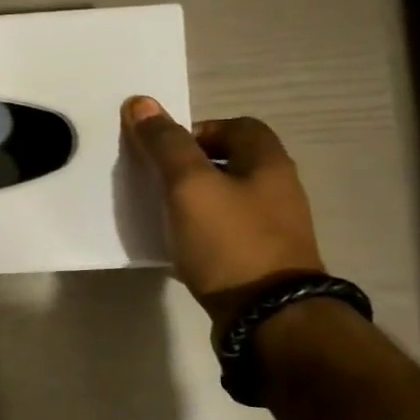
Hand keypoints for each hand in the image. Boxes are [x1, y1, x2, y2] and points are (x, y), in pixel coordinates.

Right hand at [122, 96, 323, 335]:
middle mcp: (279, 191)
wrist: (268, 316)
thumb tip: (141, 102)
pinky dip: (203, 233)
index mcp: (269, 163)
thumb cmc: (229, 241)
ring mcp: (275, 230)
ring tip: (164, 215)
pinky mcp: (263, 262)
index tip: (167, 152)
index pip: (238, 126)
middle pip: (232, 163)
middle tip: (159, 182)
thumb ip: (165, 144)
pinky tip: (181, 248)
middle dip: (193, 167)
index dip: (199, 130)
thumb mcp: (189, 185)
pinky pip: (228, 233)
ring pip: (229, 199)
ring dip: (196, 201)